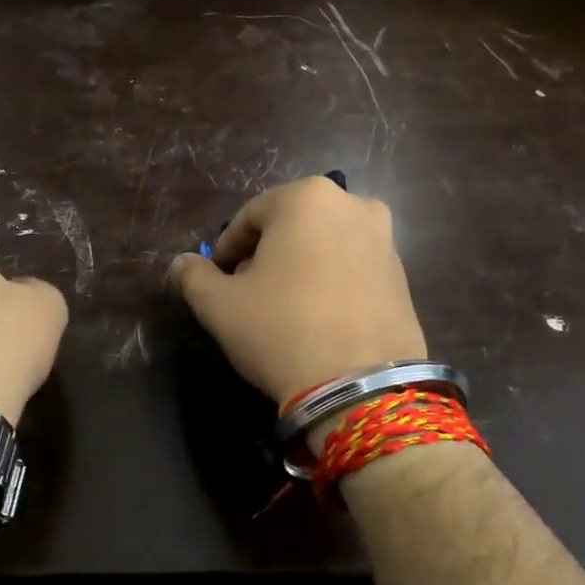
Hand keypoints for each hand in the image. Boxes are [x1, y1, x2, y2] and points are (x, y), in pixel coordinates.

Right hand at [168, 177, 425, 405]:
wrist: (360, 386)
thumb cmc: (280, 329)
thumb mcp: (219, 305)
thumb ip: (193, 277)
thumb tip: (180, 264)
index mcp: (308, 198)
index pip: (250, 216)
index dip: (226, 249)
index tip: (216, 280)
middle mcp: (354, 205)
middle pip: (291, 227)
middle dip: (265, 256)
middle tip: (247, 294)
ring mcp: (386, 241)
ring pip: (324, 246)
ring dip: (298, 268)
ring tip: (282, 310)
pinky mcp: (404, 277)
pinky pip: (352, 269)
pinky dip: (330, 284)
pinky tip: (316, 320)